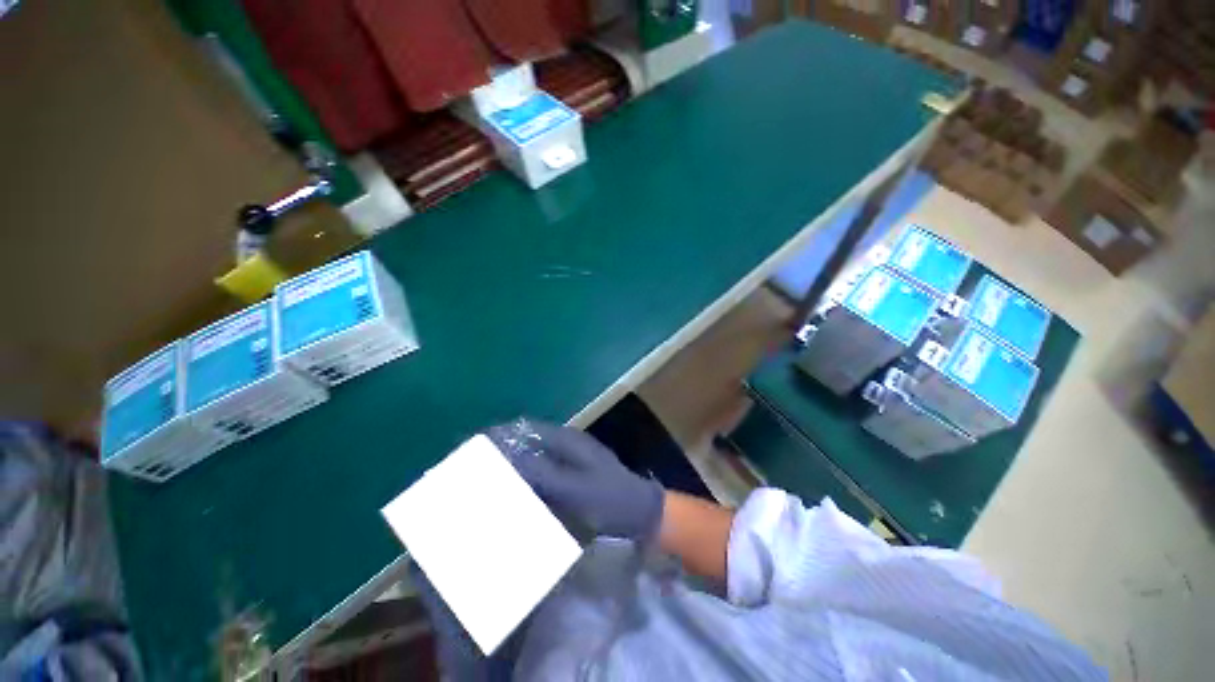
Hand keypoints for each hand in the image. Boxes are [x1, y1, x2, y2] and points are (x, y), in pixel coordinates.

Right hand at [489, 421, 664, 541]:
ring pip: (534, 457)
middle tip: (476, 472)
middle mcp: (566, 444)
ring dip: (514, 467)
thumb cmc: (609, 498)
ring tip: (489, 485)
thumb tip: (507, 461)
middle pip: (527, 442)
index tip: (473, 451)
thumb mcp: (575, 488)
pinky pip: (543, 473)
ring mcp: (570, 460)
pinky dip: (528, 480)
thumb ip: (542, 473)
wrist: (640, 513)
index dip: (499, 436)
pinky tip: (516, 496)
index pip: (524, 429)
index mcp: (566, 440)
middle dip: (503, 453)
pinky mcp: (572, 476)